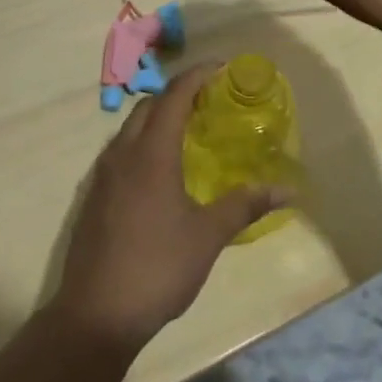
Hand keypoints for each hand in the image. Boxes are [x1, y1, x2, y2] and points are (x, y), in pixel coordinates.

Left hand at [51, 65, 289, 354]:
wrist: (95, 314)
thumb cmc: (157, 268)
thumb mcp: (207, 236)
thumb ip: (245, 205)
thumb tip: (288, 189)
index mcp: (151, 153)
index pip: (174, 96)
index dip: (197, 75)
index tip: (221, 67)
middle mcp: (122, 153)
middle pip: (149, 106)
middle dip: (177, 94)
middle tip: (208, 100)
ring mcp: (102, 175)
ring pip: (130, 128)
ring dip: (157, 118)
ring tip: (187, 131)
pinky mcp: (93, 196)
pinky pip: (120, 152)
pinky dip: (142, 143)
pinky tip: (159, 171)